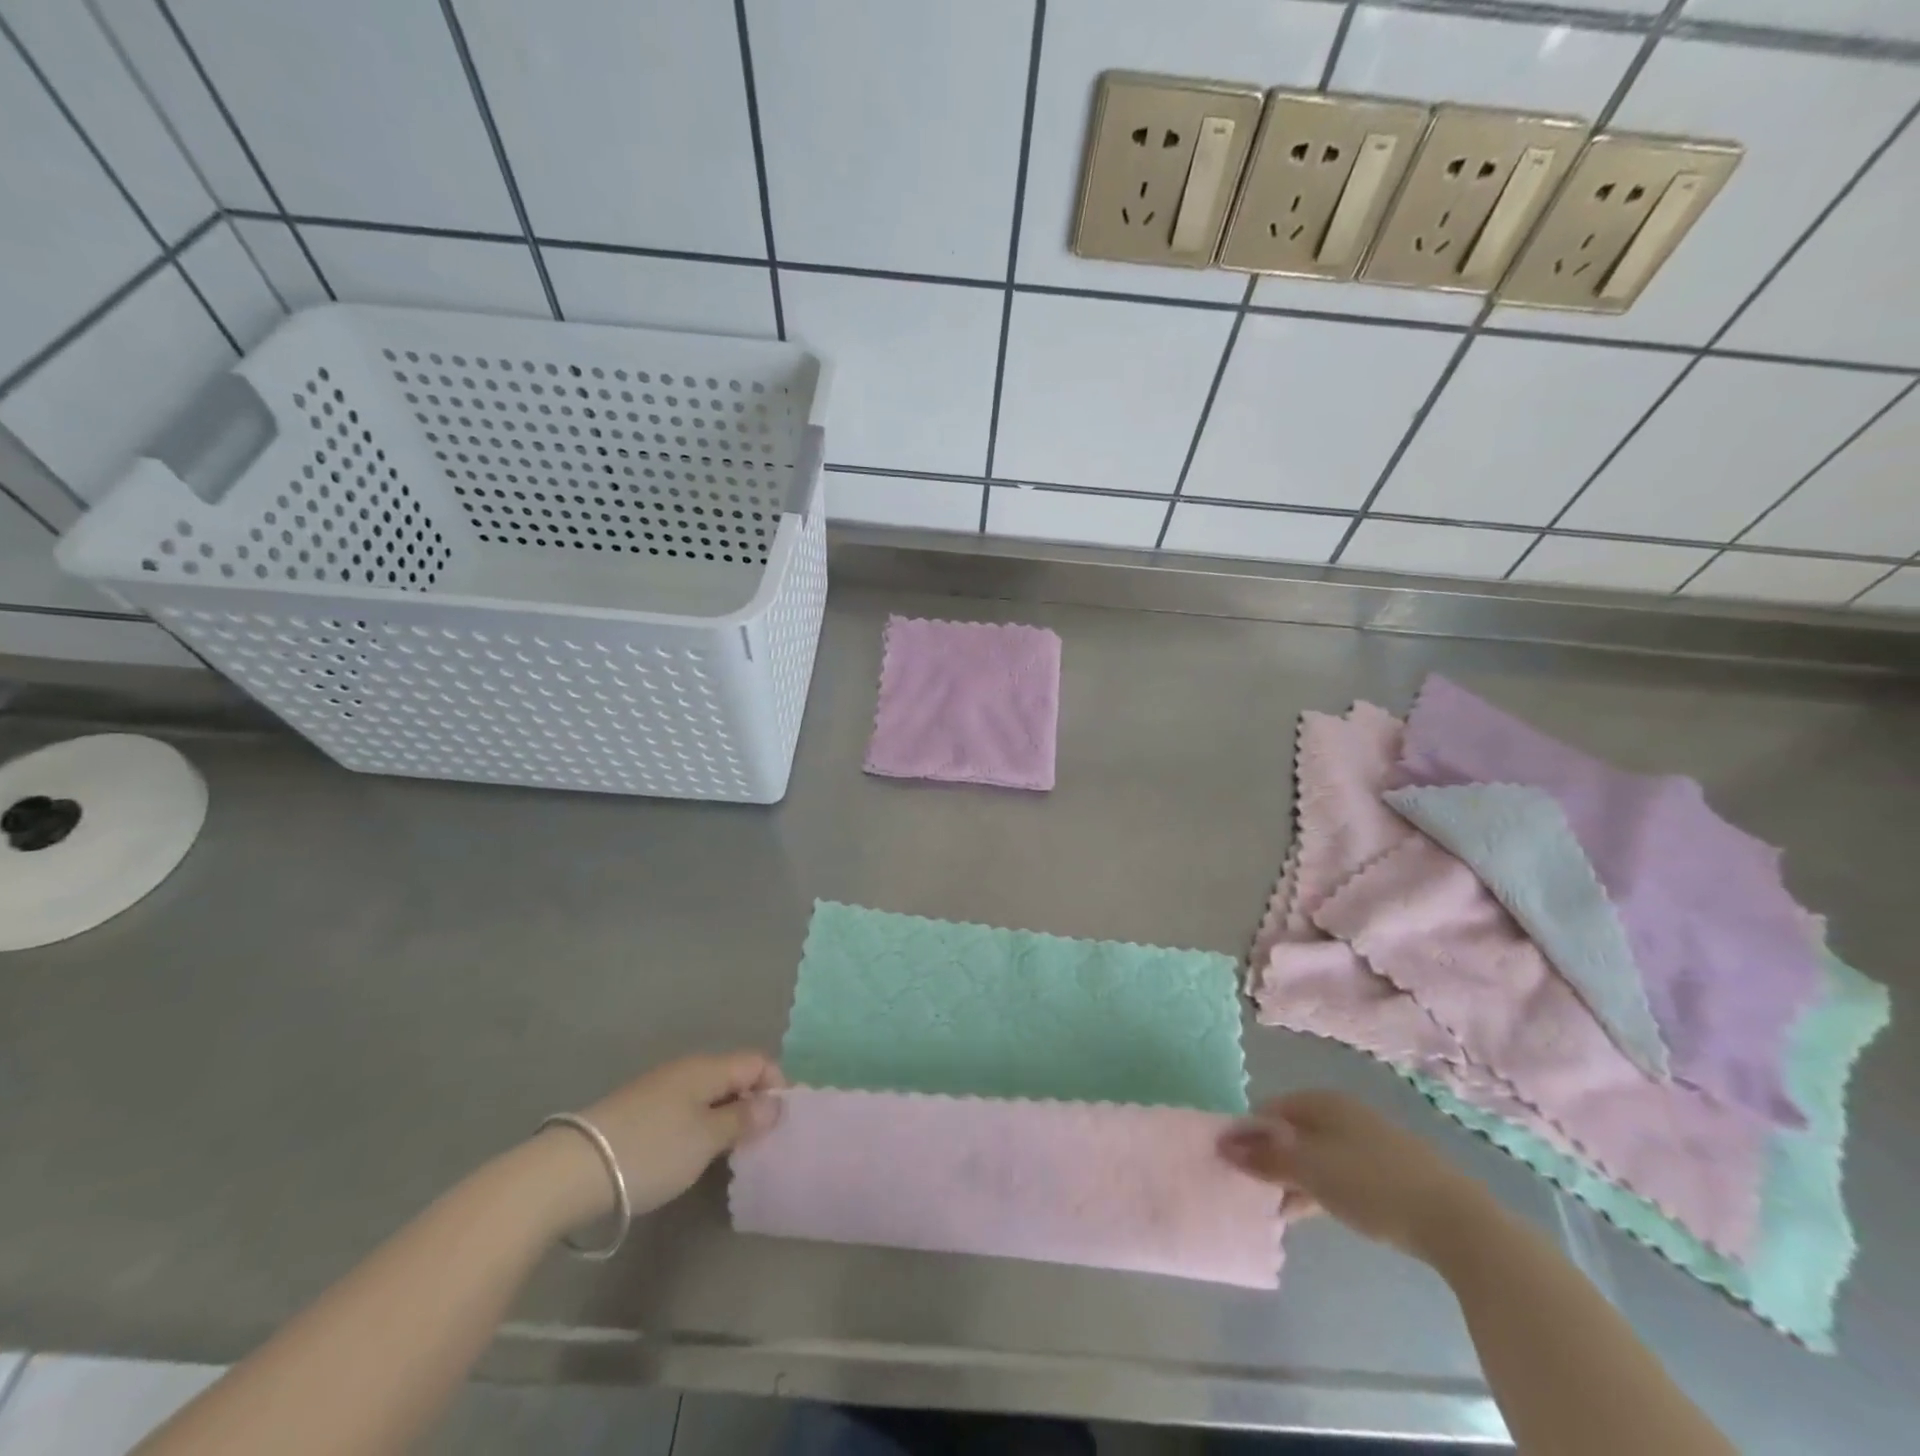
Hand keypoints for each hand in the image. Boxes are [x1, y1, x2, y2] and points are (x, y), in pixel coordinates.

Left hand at [534, 1052, 784, 1232]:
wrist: (572, 1170)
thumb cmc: (651, 1150)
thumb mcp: (706, 1138)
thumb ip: (744, 1119)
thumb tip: (775, 1103)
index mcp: (707, 1067)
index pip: (757, 1062)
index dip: (777, 1085)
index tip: (783, 1123)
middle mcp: (686, 1069)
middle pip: (733, 1076)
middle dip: (753, 1103)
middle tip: (762, 1141)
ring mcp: (660, 1089)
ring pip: (709, 1093)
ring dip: (726, 1116)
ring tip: (732, 1151)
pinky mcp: (639, 1111)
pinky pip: (686, 1108)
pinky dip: (701, 1124)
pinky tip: (695, 1153)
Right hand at [1218, 1090, 1490, 1260]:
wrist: (1457, 1222)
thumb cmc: (1371, 1184)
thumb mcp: (1309, 1171)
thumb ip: (1265, 1158)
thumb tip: (1223, 1144)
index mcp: (1322, 1101)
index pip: (1269, 1109)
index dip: (1248, 1135)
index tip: (1234, 1166)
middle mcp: (1344, 1113)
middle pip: (1293, 1132)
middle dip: (1271, 1159)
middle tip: (1253, 1191)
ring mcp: (1369, 1141)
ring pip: (1317, 1155)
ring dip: (1295, 1178)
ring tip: (1278, 1210)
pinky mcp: (1389, 1172)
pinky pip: (1340, 1173)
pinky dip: (1321, 1189)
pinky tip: (1312, 1213)